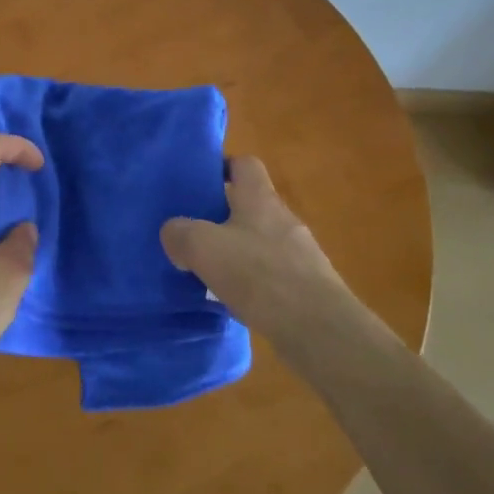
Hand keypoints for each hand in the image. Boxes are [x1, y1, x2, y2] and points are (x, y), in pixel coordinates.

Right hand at [160, 156, 351, 347]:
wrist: (318, 329)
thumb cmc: (258, 274)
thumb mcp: (202, 248)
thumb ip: (180, 233)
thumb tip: (174, 234)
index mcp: (260, 198)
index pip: (245, 164)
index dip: (222, 167)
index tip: (199, 183)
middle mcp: (283, 218)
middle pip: (250, 206)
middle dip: (222, 217)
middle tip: (193, 233)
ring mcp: (300, 254)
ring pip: (260, 242)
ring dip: (237, 252)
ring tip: (209, 272)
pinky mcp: (307, 286)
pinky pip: (272, 274)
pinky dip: (253, 282)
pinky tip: (236, 301)